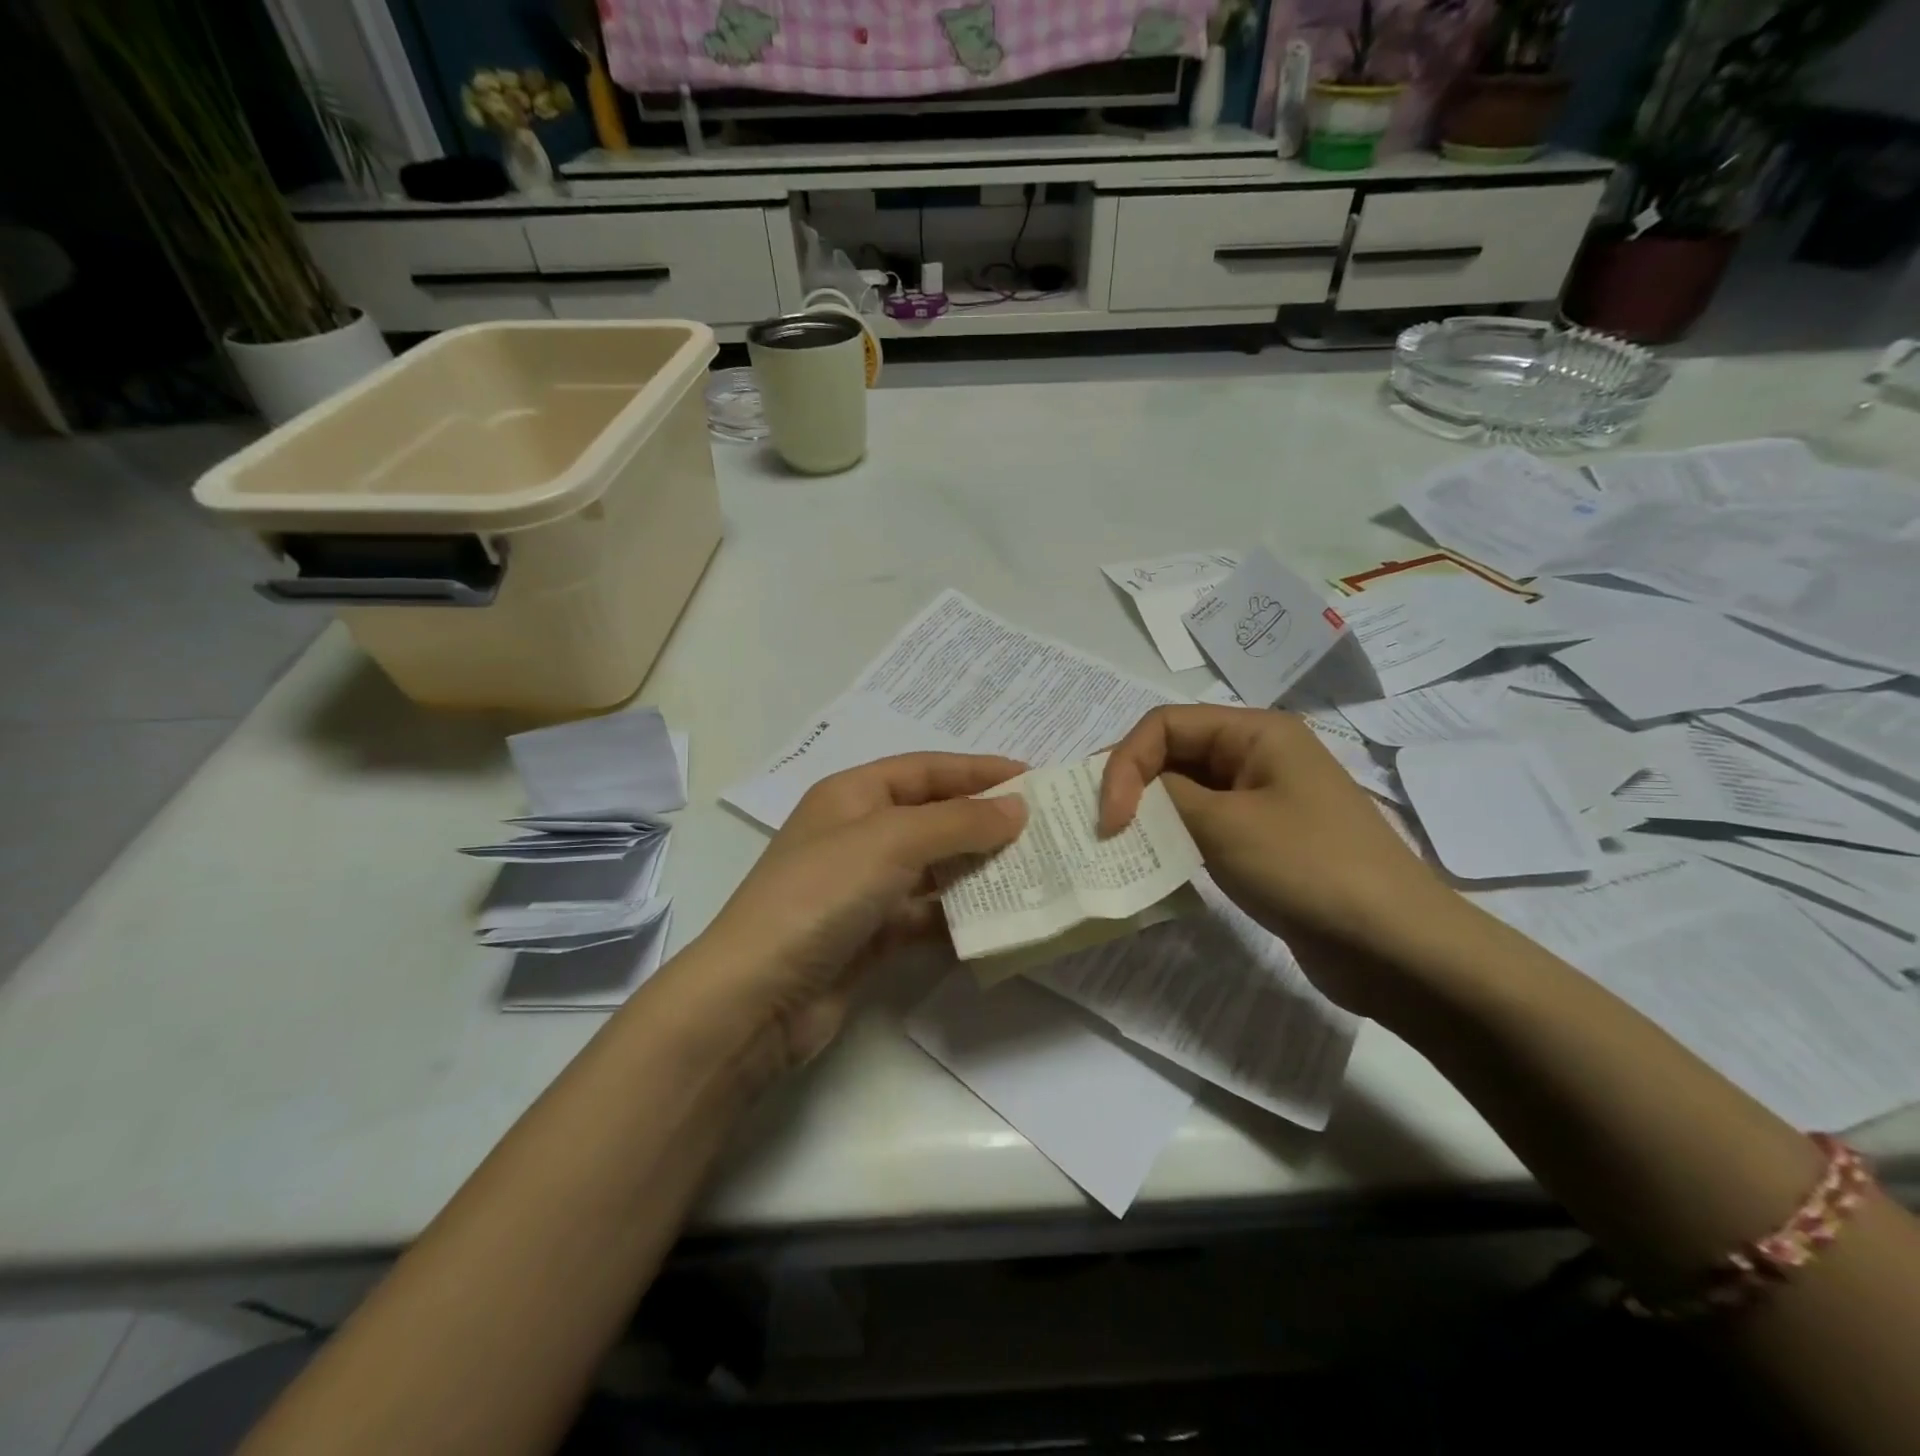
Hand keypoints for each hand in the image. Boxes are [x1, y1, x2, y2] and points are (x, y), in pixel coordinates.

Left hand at [698, 753, 1026, 1066]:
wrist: (758, 996)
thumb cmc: (821, 895)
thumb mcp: (891, 841)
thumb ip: (958, 822)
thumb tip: (1017, 807)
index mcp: (852, 795)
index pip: (926, 769)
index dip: (978, 770)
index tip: (1033, 777)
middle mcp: (857, 834)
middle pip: (933, 817)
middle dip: (984, 821)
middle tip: (1044, 829)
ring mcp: (863, 888)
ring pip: (933, 869)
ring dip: (978, 870)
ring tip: (1034, 872)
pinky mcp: (870, 935)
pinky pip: (926, 915)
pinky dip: (958, 917)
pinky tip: (999, 922)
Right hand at [1098, 705, 1463, 1015]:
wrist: (1397, 948)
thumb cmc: (1310, 868)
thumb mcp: (1225, 824)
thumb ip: (1165, 797)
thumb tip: (1129, 794)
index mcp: (1257, 732)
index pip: (1165, 725)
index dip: (1125, 763)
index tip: (1108, 819)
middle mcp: (1258, 756)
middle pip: (1174, 753)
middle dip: (1132, 785)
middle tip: (1101, 828)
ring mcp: (1263, 800)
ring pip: (1186, 792)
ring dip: (1149, 814)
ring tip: (1118, 846)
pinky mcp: (1264, 842)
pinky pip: (1205, 826)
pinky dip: (1174, 839)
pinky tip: (1154, 864)